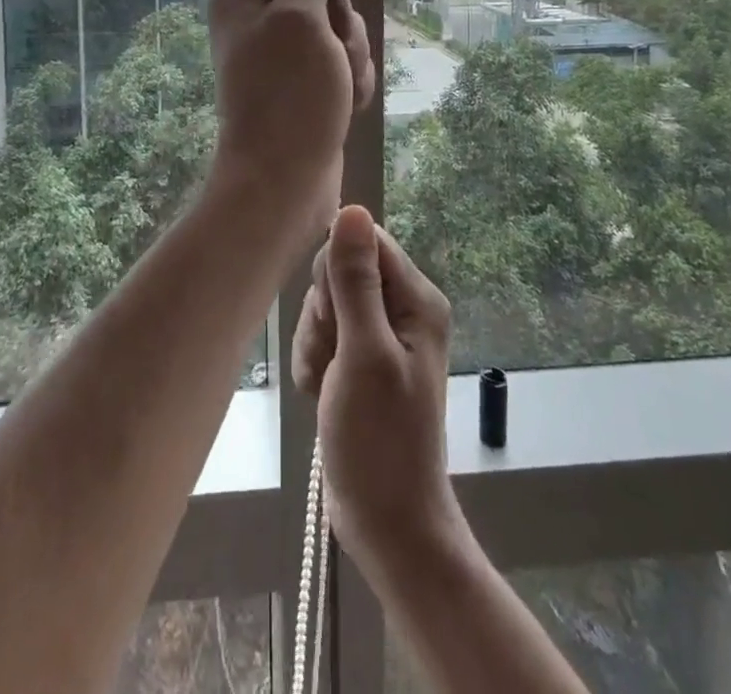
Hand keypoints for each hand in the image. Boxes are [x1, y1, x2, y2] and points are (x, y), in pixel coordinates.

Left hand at [207, 0, 376, 234]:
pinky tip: (345, 106)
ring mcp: (283, 57)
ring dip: (352, 54)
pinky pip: (341, 63)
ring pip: (338, 29)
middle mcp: (260, 21)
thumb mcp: (301, 18)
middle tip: (335, 51)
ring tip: (341, 87)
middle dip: (343, 20)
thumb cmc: (290, 95)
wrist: (285, 182)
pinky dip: (350, 80)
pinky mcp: (305, 85)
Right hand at [292, 206, 462, 579]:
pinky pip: (321, 334)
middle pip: (339, 272)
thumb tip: (352, 209)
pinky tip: (321, 392)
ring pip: (324, 305)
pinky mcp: (357, 357)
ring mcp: (378, 334)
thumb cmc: (380, 438)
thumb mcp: (363, 353)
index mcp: (416, 298)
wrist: (385, 520)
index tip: (335, 315)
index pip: (364, 241)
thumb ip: (355, 280)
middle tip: (336, 356)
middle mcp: (401, 308)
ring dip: (315, 343)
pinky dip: (314, 361)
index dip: (336, 271)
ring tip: (329, 383)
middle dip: (323, 314)